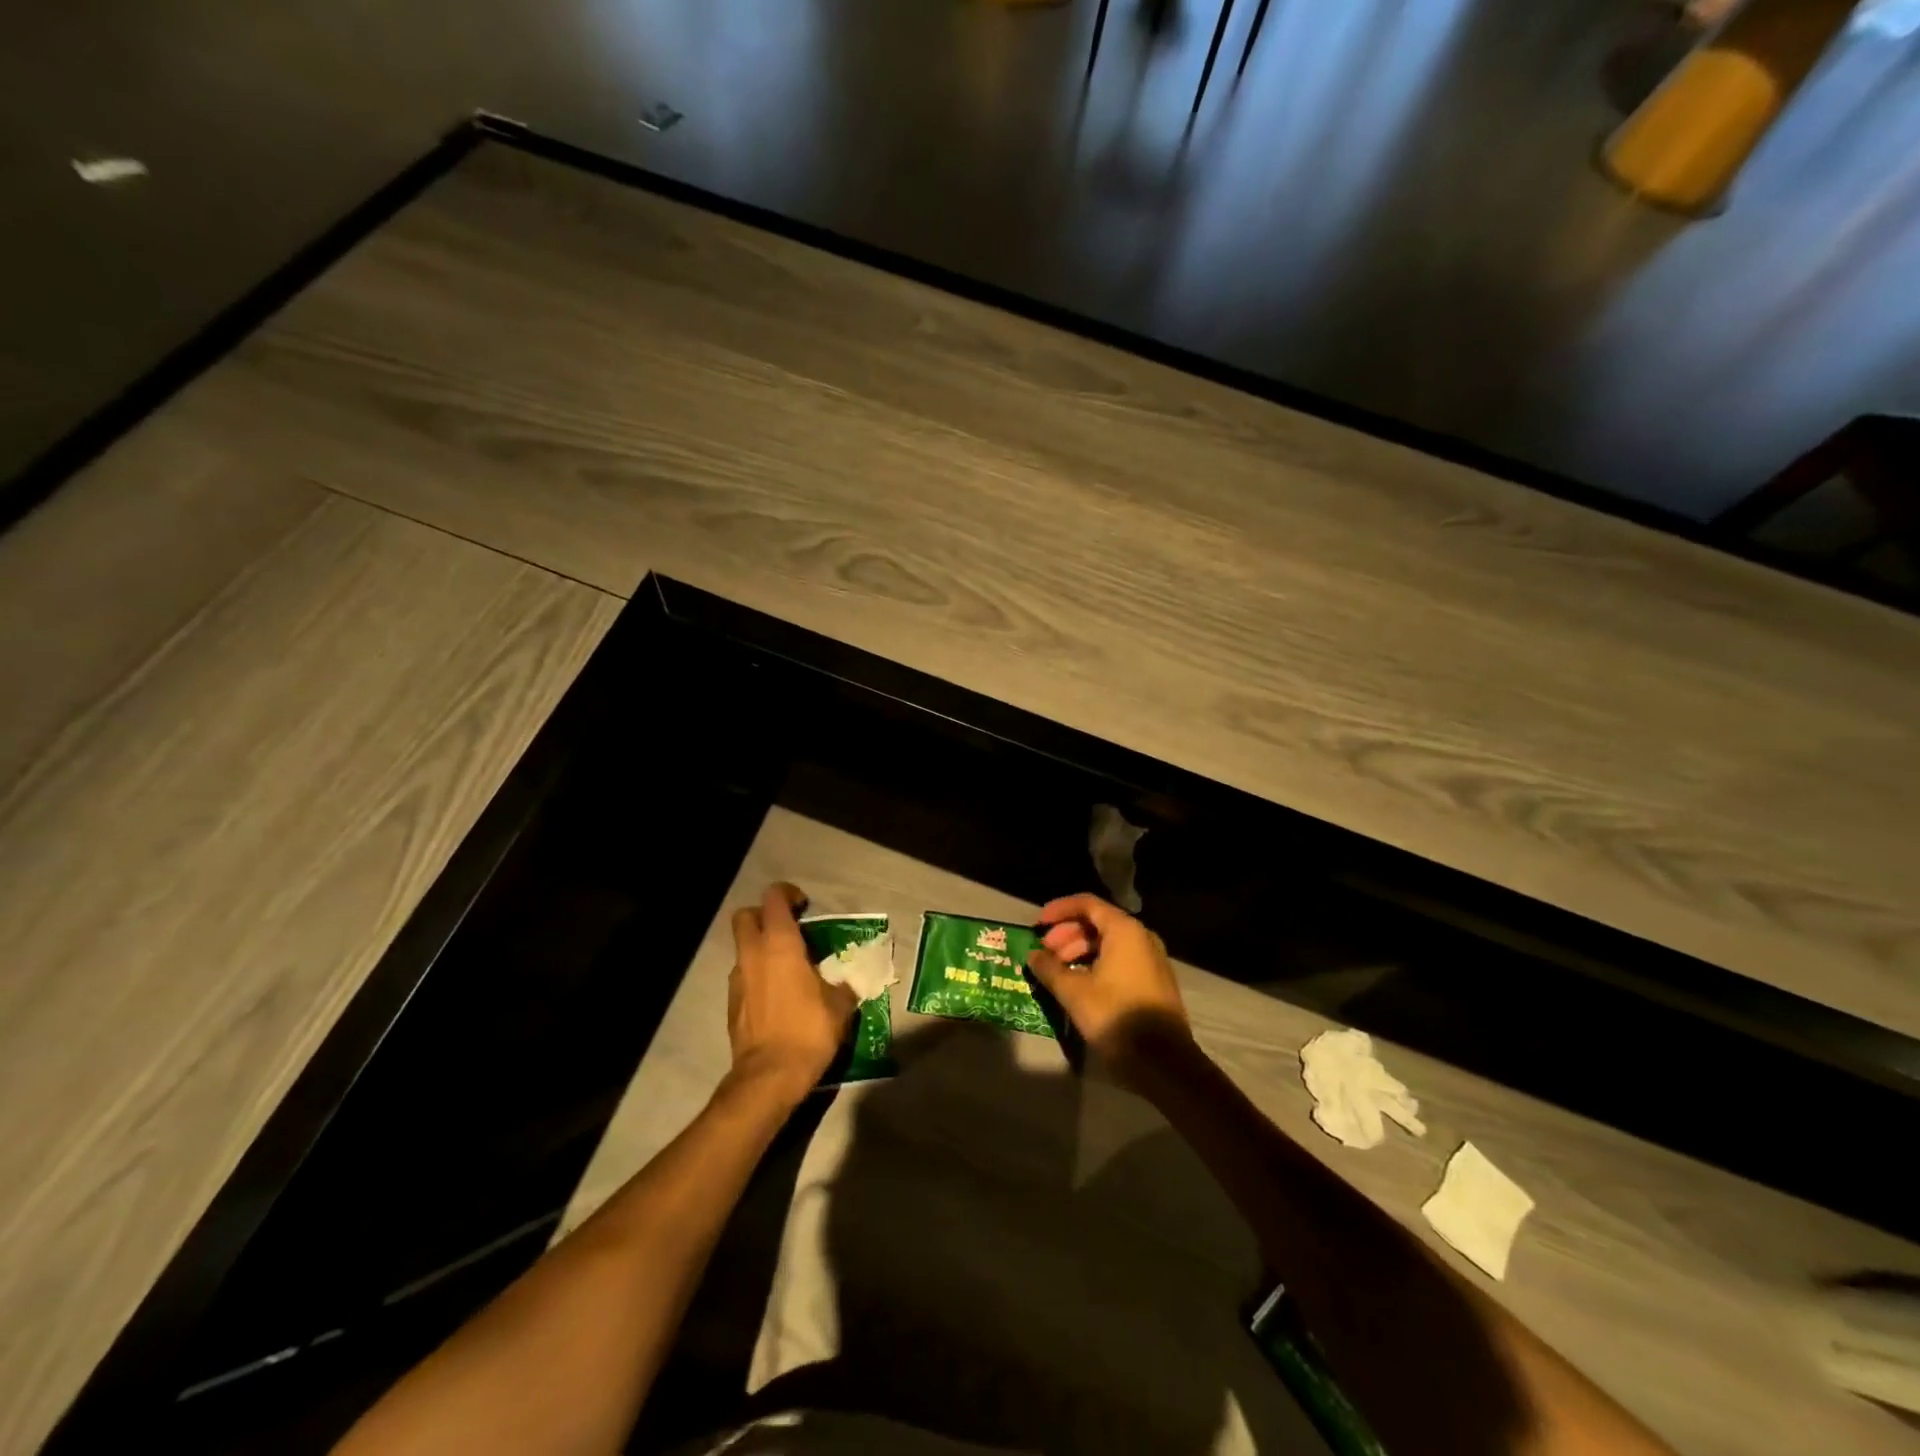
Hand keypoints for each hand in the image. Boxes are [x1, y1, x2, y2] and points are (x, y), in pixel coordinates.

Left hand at [726, 883, 857, 1101]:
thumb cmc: (808, 1031)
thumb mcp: (839, 1005)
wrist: (768, 1078)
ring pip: (742, 948)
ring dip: (760, 948)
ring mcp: (737, 979)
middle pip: (745, 916)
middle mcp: (753, 955)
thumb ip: (842, 985)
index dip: (788, 894)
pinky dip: (757, 975)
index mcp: (780, 944)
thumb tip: (846, 984)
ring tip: (787, 967)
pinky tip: (778, 996)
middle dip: (764, 915)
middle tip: (789, 929)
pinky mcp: (731, 1004)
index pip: (774, 898)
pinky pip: (743, 976)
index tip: (804, 906)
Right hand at [1027, 893, 1191, 1083]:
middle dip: (1067, 934)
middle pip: (1098, 923)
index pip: (1087, 904)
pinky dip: (1096, 963)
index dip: (1059, 910)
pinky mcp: (1153, 981)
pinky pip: (1120, 960)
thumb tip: (1034, 956)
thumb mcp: (1074, 992)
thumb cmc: (1116, 1017)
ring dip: (1080, 951)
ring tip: (1057, 971)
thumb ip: (1050, 969)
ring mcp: (1151, 959)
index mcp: (1124, 931)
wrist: (1164, 1063)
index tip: (1038, 924)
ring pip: (1109, 943)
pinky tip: (1079, 984)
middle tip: (1044, 952)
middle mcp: (1141, 937)